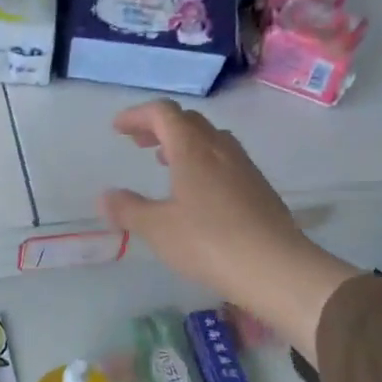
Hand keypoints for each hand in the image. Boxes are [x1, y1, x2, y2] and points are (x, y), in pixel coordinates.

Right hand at [98, 101, 356, 339]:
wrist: (276, 268)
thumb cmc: (209, 242)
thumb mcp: (157, 229)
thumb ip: (128, 209)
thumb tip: (105, 197)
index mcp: (192, 149)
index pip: (163, 113)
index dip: (137, 115)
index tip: (117, 128)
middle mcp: (220, 149)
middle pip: (188, 121)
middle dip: (159, 127)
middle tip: (138, 143)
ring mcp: (244, 167)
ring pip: (210, 139)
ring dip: (183, 143)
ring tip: (165, 164)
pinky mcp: (259, 188)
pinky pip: (225, 160)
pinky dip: (203, 161)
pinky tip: (198, 192)